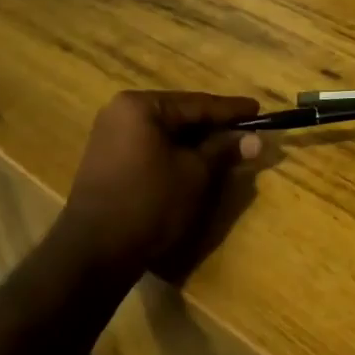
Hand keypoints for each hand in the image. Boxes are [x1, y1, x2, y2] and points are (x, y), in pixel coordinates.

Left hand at [51, 90, 261, 277]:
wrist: (96, 251)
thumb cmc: (150, 203)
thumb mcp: (195, 174)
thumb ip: (223, 150)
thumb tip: (255, 139)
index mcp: (140, 106)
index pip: (197, 103)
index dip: (231, 110)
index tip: (259, 110)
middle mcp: (121, 112)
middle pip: (180, 115)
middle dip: (213, 126)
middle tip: (247, 130)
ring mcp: (110, 136)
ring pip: (165, 133)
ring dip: (196, 141)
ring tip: (228, 147)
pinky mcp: (108, 160)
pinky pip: (151, 147)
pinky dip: (175, 152)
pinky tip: (197, 162)